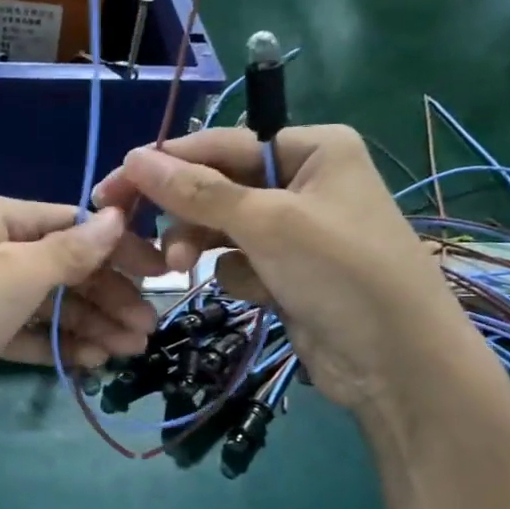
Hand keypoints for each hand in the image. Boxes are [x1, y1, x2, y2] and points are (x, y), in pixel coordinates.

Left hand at [0, 190, 164, 466]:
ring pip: (40, 304)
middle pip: (57, 266)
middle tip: (146, 331)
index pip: (68, 223)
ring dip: (85, 325)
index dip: (116, 249)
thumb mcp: (14, 274)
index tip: (159, 277)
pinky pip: (17, 333)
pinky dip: (51, 344)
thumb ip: (70, 250)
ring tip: (128, 353)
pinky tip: (88, 362)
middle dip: (104, 297)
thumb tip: (117, 218)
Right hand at [91, 125, 474, 419]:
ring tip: (181, 269)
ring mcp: (297, 230)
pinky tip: (262, 294)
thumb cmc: (341, 274)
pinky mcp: (289, 272)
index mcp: (312, 148)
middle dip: (186, 216)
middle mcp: (304, 181)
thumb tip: (135, 157)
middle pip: (218, 187)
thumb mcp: (268, 223)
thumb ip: (199, 191)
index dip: (164, 165)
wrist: (397, 364)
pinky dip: (241, 277)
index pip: (221, 144)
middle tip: (141, 240)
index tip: (112, 187)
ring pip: (223, 228)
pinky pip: (241, 262)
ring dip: (204, 247)